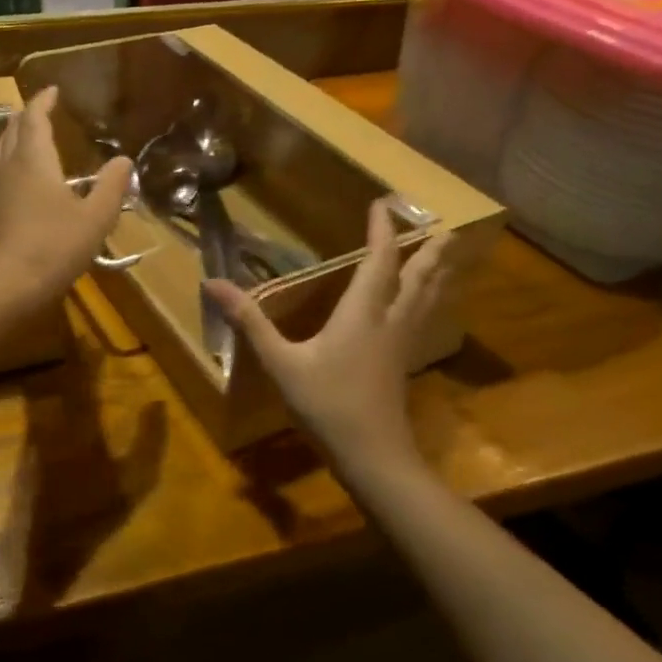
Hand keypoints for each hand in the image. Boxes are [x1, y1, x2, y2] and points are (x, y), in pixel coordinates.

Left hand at [0, 87, 132, 313]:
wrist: (4, 288)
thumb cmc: (53, 248)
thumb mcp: (94, 219)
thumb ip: (110, 187)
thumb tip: (123, 160)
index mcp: (34, 160)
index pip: (34, 118)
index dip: (43, 101)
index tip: (53, 89)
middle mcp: (8, 166)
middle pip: (12, 130)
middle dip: (26, 115)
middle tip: (41, 109)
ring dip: (9, 135)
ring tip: (19, 132)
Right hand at [207, 201, 452, 469]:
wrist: (373, 456)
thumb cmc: (327, 405)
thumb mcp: (281, 363)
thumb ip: (250, 322)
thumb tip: (213, 283)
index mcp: (363, 312)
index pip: (380, 260)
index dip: (383, 231)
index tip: (383, 205)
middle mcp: (389, 321)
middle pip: (418, 278)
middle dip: (430, 252)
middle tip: (446, 229)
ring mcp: (400, 344)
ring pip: (427, 299)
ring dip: (437, 274)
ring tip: (449, 258)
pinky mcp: (402, 364)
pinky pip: (422, 319)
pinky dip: (428, 301)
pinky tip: (423, 309)